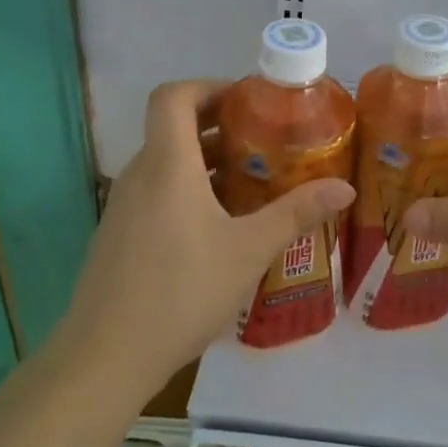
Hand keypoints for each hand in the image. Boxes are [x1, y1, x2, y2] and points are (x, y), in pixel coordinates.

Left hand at [49, 79, 355, 395]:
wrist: (103, 359)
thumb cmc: (181, 291)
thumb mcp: (249, 250)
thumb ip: (296, 213)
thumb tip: (344, 187)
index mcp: (167, 163)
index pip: (173, 96)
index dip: (208, 87)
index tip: (246, 102)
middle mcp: (139, 174)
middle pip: (172, 127)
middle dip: (218, 125)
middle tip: (263, 141)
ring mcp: (123, 207)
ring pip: (165, 162)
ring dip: (204, 160)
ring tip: (250, 181)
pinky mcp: (117, 235)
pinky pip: (155, 192)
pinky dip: (186, 189)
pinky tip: (218, 227)